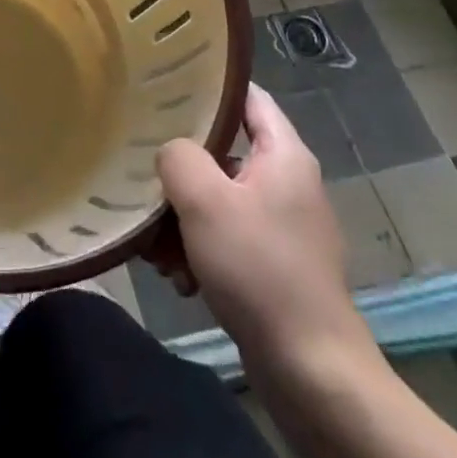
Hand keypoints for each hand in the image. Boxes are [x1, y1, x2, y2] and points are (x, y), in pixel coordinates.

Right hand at [157, 86, 377, 384]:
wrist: (311, 372)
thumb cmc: (258, 270)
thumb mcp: (204, 201)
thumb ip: (178, 157)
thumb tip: (171, 151)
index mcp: (284, 154)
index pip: (247, 96)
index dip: (208, 86)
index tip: (164, 85)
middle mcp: (288, 182)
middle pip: (223, 152)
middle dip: (180, 171)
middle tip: (145, 180)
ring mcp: (283, 226)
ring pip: (219, 200)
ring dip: (183, 219)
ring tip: (157, 251)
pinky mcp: (276, 265)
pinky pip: (228, 238)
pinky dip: (201, 250)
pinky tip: (180, 279)